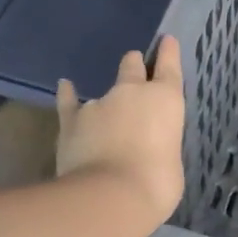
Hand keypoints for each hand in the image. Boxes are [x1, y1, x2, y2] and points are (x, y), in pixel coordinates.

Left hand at [56, 37, 185, 236]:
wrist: (109, 196)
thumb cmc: (156, 184)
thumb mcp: (172, 164)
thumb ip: (161, 147)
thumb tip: (149, 150)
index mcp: (165, 101)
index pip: (169, 67)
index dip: (168, 53)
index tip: (166, 40)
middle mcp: (132, 93)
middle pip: (132, 66)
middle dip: (134, 67)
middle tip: (135, 71)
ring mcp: (98, 103)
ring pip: (102, 88)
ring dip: (107, 99)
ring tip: (105, 112)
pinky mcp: (71, 120)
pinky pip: (69, 101)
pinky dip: (68, 95)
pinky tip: (65, 87)